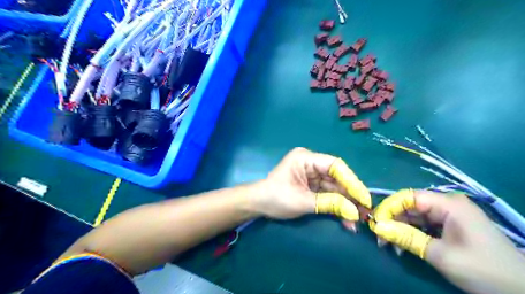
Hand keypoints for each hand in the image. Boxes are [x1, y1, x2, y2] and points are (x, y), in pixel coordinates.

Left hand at [252, 147, 370, 226]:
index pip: (335, 166)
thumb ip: (330, 204)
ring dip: (345, 203)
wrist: (258, 204)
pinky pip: (327, 193)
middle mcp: (311, 163)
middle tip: (364, 212)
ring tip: (357, 219)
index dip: (352, 181)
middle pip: (337, 177)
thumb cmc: (276, 198)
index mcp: (306, 158)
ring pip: (334, 187)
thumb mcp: (303, 201)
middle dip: (350, 195)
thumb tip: (355, 213)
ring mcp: (311, 174)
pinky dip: (336, 205)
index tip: (364, 198)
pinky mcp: (311, 184)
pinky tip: (346, 217)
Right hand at [371, 190, 524, 293]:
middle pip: (409, 206)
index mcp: (447, 204)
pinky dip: (411, 234)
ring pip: (414, 215)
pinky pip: (423, 224)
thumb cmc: (483, 270)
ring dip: (400, 229)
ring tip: (389, 245)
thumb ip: (406, 237)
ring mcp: (449, 214)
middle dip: (392, 220)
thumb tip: (377, 227)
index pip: (408, 196)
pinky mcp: (450, 224)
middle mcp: (446, 203)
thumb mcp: (440, 254)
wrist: (522, 290)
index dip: (388, 207)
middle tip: (379, 238)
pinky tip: (403, 246)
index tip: (374, 222)